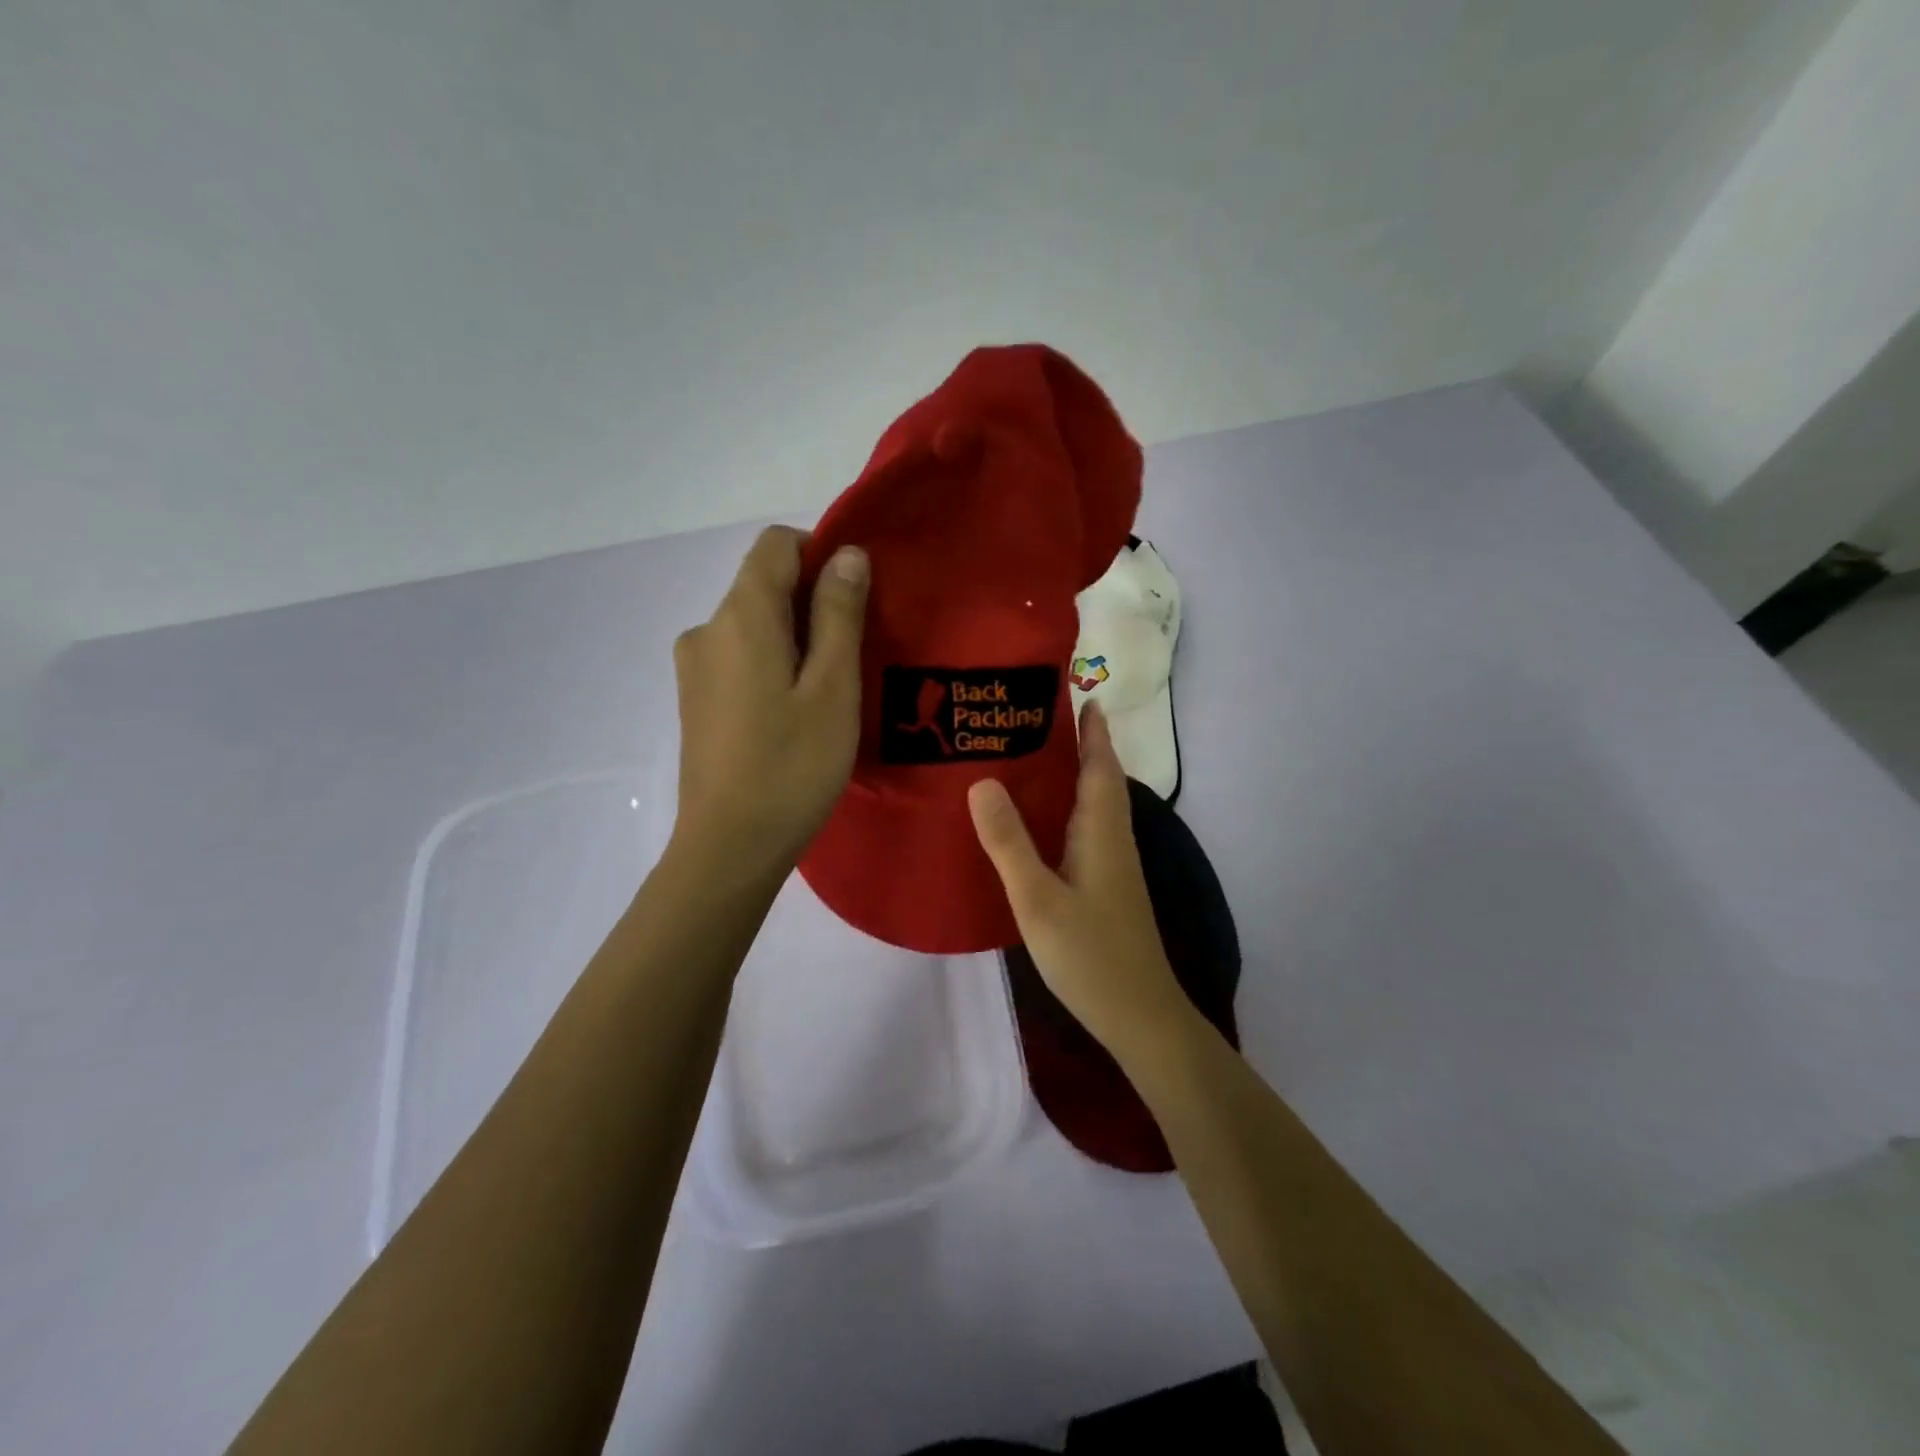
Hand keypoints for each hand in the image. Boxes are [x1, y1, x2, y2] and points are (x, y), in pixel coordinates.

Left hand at [671, 526, 869, 873]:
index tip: (855, 600)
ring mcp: (695, 667)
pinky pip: (740, 658)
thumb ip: (838, 613)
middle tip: (854, 657)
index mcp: (741, 616)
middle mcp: (707, 629)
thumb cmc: (793, 765)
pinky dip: (772, 666)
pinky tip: (794, 715)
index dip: (820, 554)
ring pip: (754, 626)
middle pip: (764, 585)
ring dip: (795, 640)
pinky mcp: (695, 700)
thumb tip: (845, 553)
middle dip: (813, 604)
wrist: (730, 846)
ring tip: (829, 694)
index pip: (776, 545)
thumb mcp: (832, 686)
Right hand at [967, 704, 1194, 1059]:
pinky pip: (1090, 830)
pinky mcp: (1108, 888)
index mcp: (1102, 832)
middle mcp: (1114, 841)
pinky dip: (1072, 809)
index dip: (1094, 732)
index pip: (1101, 766)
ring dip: (1078, 776)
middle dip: (1083, 747)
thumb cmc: (1089, 954)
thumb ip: (1010, 842)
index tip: (1082, 696)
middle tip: (1042, 721)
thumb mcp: (1038, 898)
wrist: (1139, 1016)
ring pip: (1098, 806)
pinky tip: (1045, 822)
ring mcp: (1115, 867)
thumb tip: (982, 781)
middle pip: (1103, 781)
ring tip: (1037, 760)